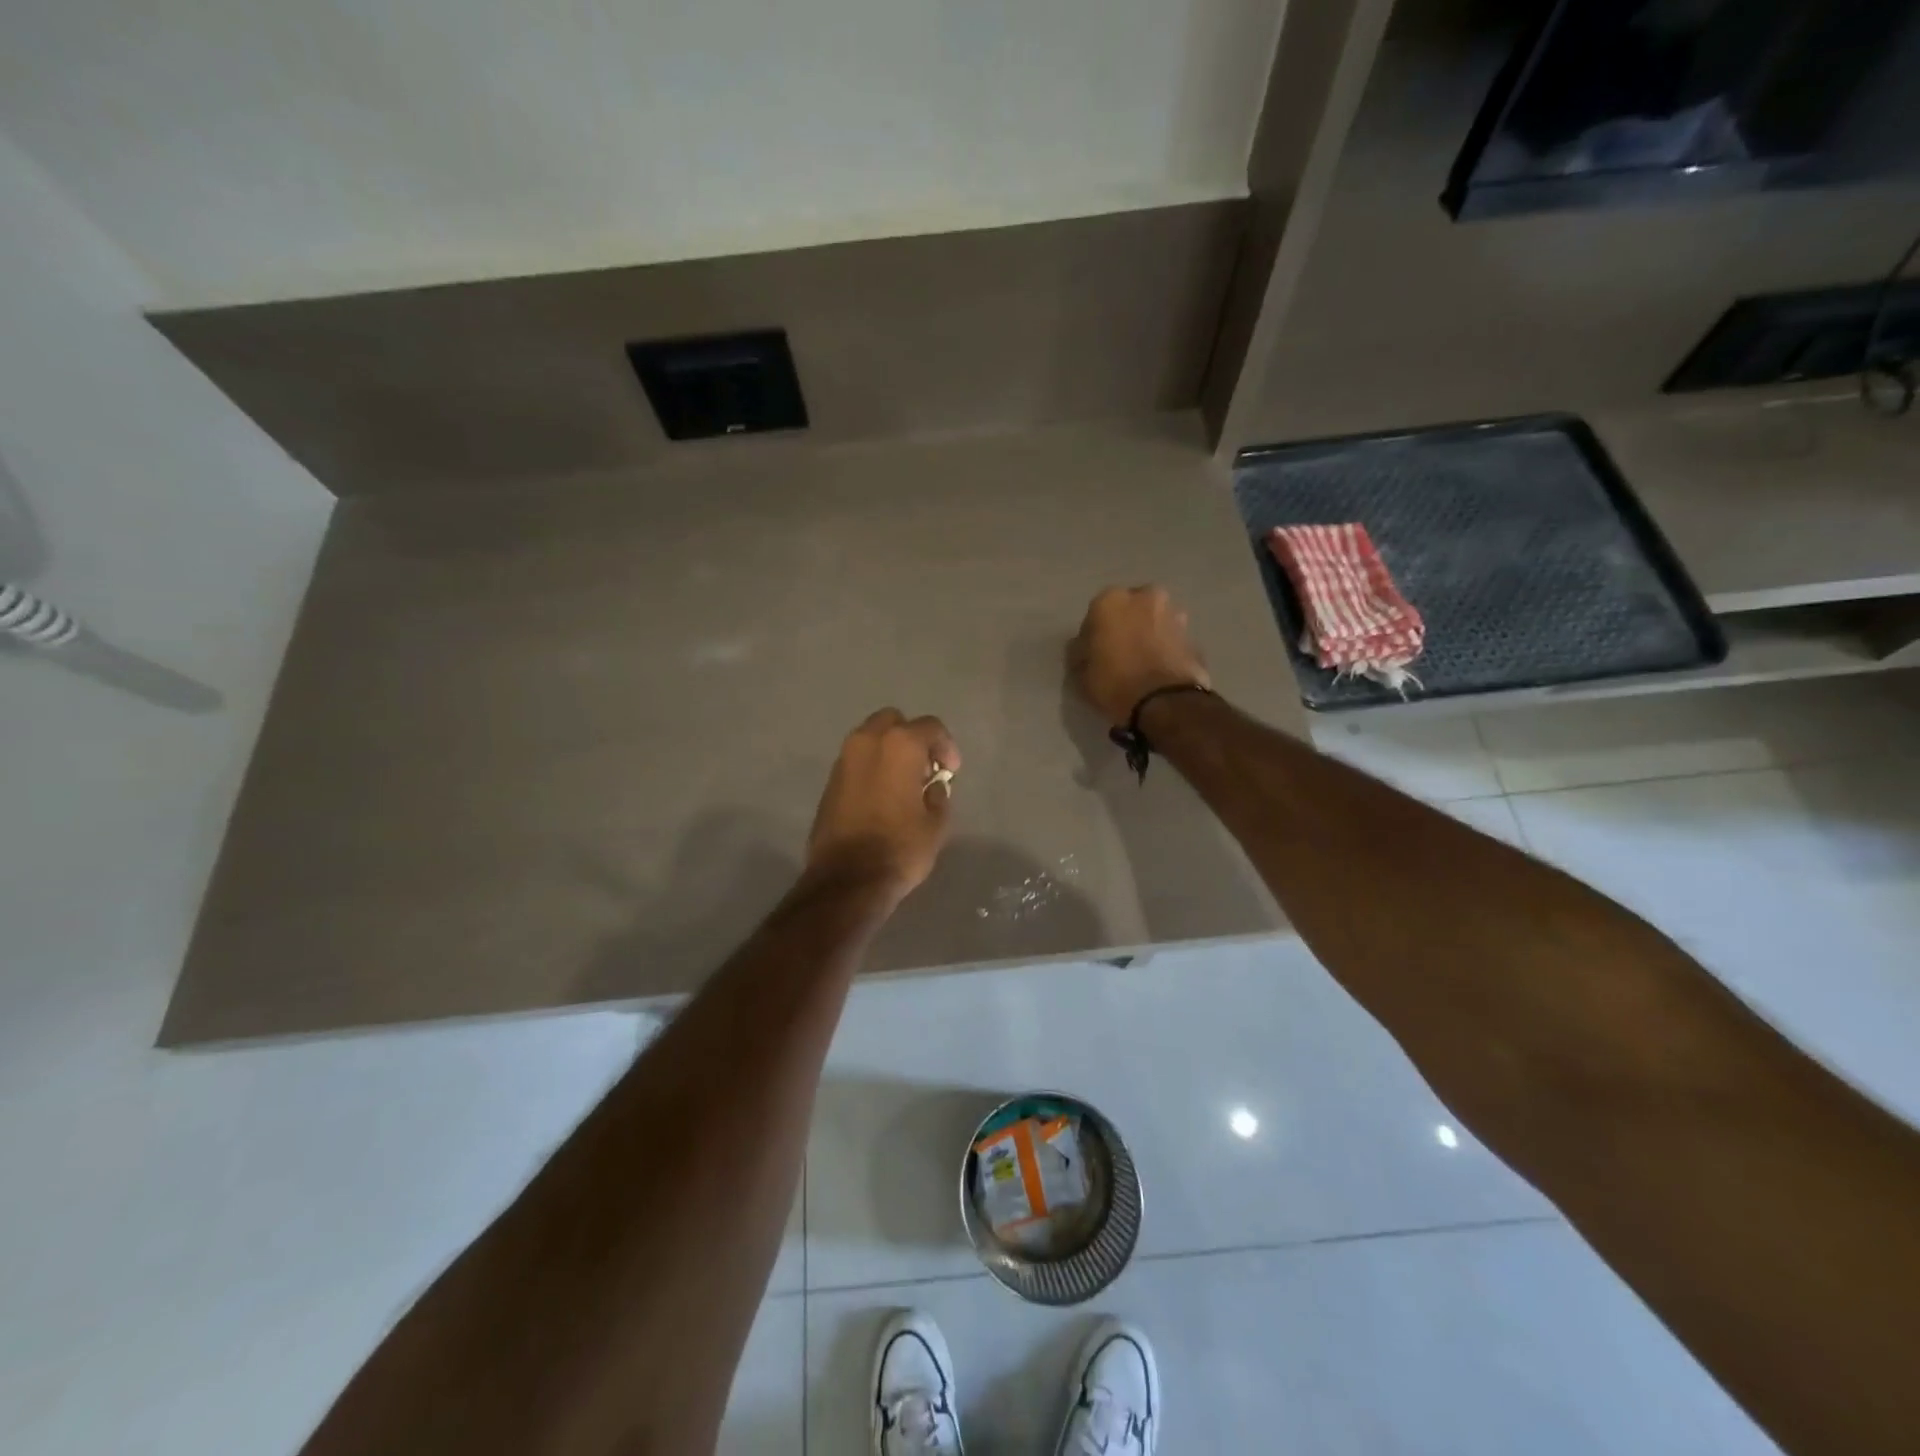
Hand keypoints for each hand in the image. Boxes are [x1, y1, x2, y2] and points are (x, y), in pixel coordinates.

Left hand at [807, 709, 960, 898]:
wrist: (847, 879)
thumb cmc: (900, 848)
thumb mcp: (936, 824)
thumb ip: (938, 795)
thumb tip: (931, 786)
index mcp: (899, 745)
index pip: (930, 727)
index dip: (946, 746)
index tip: (950, 771)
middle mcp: (868, 741)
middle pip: (894, 721)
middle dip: (912, 738)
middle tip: (924, 768)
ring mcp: (844, 759)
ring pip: (871, 738)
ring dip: (889, 751)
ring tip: (903, 783)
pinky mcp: (830, 781)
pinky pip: (856, 760)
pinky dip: (871, 767)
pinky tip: (882, 795)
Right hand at [1069, 585, 1209, 726]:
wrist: (1165, 702)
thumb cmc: (1114, 683)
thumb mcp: (1081, 673)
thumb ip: (1081, 652)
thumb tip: (1085, 647)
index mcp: (1111, 600)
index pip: (1094, 615)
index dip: (1093, 636)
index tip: (1092, 654)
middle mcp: (1145, 597)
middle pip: (1130, 611)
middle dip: (1125, 627)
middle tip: (1119, 654)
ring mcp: (1174, 614)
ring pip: (1154, 622)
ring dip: (1148, 635)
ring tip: (1142, 664)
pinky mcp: (1194, 636)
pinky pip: (1172, 640)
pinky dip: (1166, 650)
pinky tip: (1159, 671)